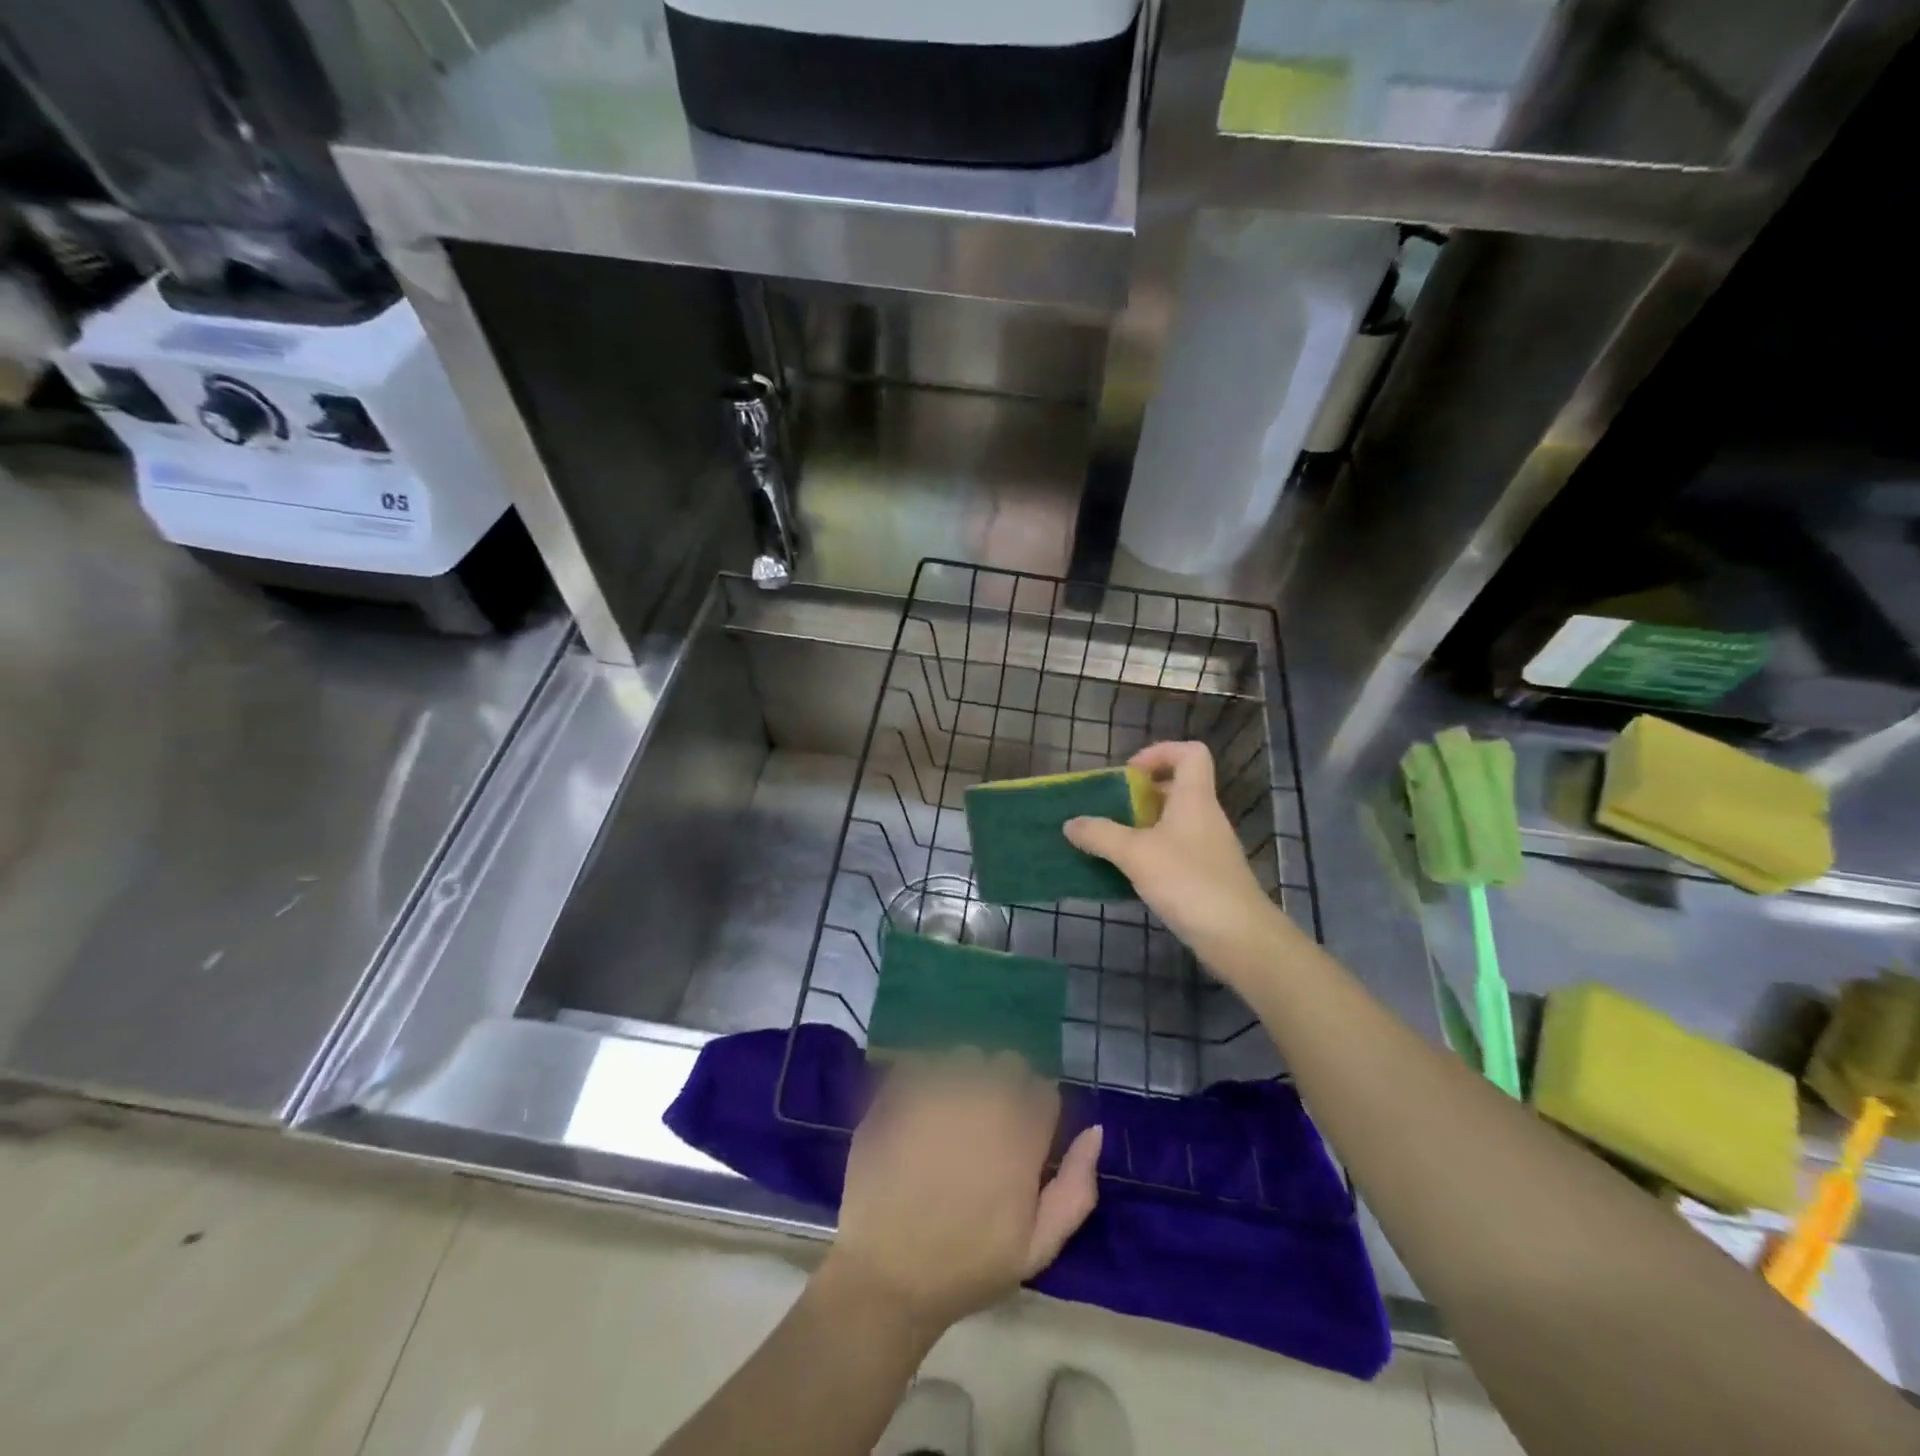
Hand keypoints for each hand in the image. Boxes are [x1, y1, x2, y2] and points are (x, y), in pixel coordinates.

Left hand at [821, 1053, 1102, 1337]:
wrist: (886, 1276)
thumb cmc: (966, 1267)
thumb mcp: (1036, 1248)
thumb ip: (1075, 1188)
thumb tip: (1094, 1130)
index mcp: (1021, 1136)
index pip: (1044, 1090)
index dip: (1035, 1110)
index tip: (1022, 1134)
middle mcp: (983, 1101)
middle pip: (1007, 1063)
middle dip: (1003, 1086)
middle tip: (985, 1123)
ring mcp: (937, 1091)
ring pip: (965, 1056)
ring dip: (965, 1076)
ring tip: (949, 1113)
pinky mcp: (898, 1092)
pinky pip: (922, 1061)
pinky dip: (924, 1077)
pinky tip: (917, 1109)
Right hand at [1064, 741, 1292, 979]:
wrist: (1238, 937)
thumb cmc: (1188, 881)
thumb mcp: (1135, 854)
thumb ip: (1100, 834)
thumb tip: (1071, 823)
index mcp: (1194, 798)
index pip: (1190, 753)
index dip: (1160, 752)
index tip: (1129, 775)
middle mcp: (1205, 817)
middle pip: (1177, 788)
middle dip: (1141, 795)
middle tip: (1111, 811)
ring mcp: (1209, 848)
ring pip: (1174, 823)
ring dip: (1142, 827)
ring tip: (1112, 844)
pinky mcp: (1207, 877)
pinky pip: (1175, 852)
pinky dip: (1152, 856)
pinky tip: (1130, 876)